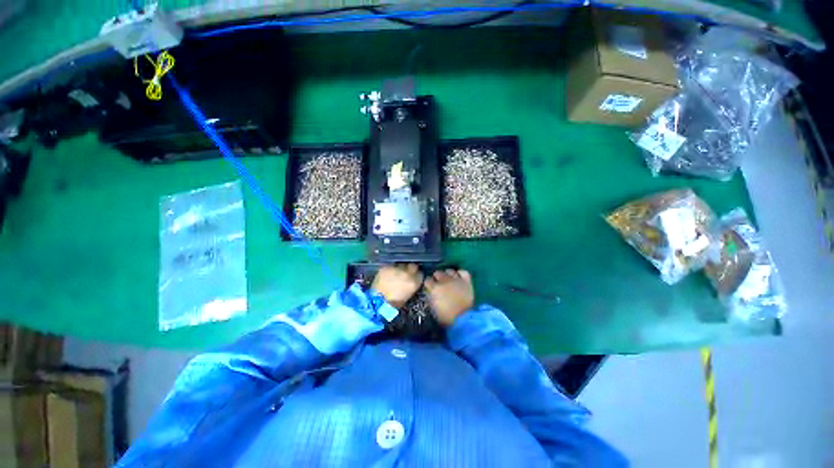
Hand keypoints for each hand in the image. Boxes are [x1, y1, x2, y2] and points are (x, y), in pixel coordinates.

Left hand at [372, 264, 422, 308]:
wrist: (378, 301)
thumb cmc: (394, 303)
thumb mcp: (408, 295)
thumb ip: (412, 285)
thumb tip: (412, 280)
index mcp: (414, 282)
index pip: (420, 274)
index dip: (417, 275)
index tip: (414, 276)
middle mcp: (407, 273)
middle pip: (413, 265)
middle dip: (411, 268)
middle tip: (406, 272)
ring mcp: (396, 269)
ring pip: (401, 264)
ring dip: (400, 268)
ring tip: (396, 273)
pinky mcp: (387, 267)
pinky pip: (391, 265)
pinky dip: (390, 268)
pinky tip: (388, 273)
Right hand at [425, 269, 473, 326]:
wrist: (463, 319)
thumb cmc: (446, 316)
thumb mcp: (433, 308)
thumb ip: (430, 297)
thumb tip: (430, 291)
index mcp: (435, 288)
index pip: (427, 280)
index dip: (428, 283)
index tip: (429, 287)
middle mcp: (445, 281)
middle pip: (438, 273)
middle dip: (436, 277)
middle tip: (438, 283)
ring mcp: (456, 279)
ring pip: (449, 270)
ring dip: (447, 274)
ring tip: (448, 279)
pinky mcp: (466, 281)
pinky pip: (463, 272)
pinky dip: (460, 273)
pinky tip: (458, 276)